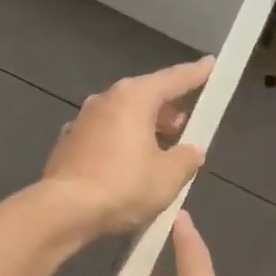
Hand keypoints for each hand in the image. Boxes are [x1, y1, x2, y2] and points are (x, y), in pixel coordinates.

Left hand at [42, 58, 213, 234]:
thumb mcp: (169, 176)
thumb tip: (192, 150)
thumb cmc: (124, 186)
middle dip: (167, 108)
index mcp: (134, 98)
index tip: (210, 64)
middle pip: (144, 96)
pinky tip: (127, 164)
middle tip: (184, 123)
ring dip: (143, 127)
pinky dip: (121, 143)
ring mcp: (82, 121)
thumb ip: (186, 158)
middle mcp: (105, 100)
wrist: (65, 210)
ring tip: (160, 148)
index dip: (195, 74)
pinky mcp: (68, 144)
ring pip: (122, 116)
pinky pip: (104, 135)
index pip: (172, 79)